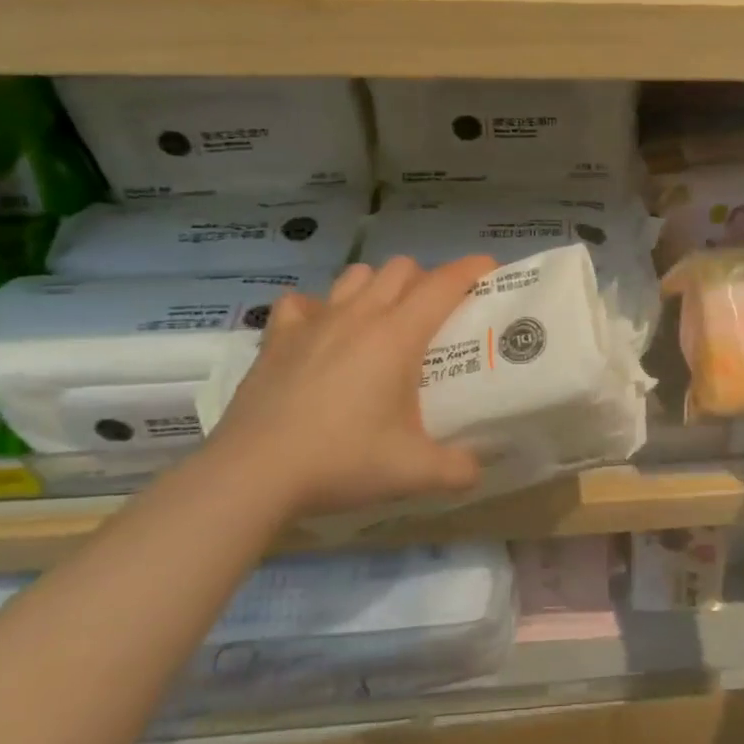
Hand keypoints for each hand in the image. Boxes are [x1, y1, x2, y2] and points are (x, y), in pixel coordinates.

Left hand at [201, 255, 495, 520]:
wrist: (253, 474)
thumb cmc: (341, 461)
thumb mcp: (413, 472)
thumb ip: (458, 469)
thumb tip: (476, 469)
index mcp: (397, 335)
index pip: (444, 284)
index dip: (472, 269)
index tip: (490, 268)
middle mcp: (359, 315)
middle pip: (401, 269)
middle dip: (425, 280)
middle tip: (435, 315)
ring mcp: (314, 322)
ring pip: (356, 275)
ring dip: (377, 287)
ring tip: (382, 321)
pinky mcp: (277, 338)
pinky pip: (302, 303)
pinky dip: (317, 309)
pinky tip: (321, 334)